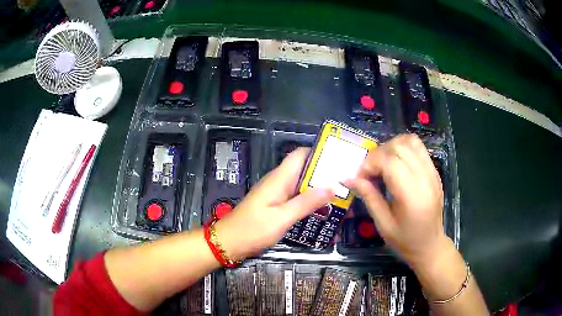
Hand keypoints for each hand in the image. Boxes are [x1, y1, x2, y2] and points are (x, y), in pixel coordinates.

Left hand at [214, 148, 333, 259]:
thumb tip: (332, 187)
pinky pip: (297, 198)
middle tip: (347, 184)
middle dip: (325, 175)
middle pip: (305, 170)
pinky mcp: (276, 205)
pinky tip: (323, 212)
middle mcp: (279, 182)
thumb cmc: (252, 229)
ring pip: (302, 185)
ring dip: (320, 190)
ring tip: (341, 198)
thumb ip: (306, 202)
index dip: (320, 154)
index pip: (301, 155)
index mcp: (280, 178)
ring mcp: (277, 194)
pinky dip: (310, 202)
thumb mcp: (282, 218)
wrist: (229, 242)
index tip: (341, 161)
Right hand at [344, 134, 448, 267]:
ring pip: (410, 141)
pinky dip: (403, 148)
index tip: (360, 177)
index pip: (389, 162)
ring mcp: (432, 172)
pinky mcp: (434, 171)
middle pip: (399, 148)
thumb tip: (348, 178)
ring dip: (391, 147)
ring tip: (382, 163)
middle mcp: (425, 178)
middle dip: (378, 155)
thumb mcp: (383, 224)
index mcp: (412, 195)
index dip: (370, 164)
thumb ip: (369, 197)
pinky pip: (418, 147)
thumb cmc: (405, 240)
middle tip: (369, 172)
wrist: (430, 245)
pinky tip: (396, 163)